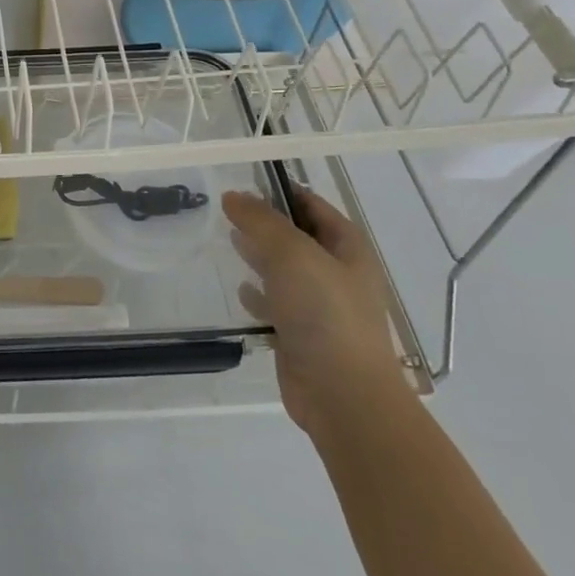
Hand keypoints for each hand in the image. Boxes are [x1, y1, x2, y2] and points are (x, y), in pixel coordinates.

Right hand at [222, 188, 407, 436]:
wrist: (342, 394)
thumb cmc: (324, 313)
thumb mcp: (291, 254)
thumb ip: (260, 221)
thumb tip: (233, 196)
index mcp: (347, 248)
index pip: (312, 205)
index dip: (281, 191)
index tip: (243, 181)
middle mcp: (337, 273)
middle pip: (297, 236)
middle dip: (265, 223)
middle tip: (227, 211)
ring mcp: (320, 306)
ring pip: (284, 270)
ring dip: (259, 256)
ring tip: (228, 242)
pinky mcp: (301, 334)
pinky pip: (276, 305)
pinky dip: (259, 295)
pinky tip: (241, 292)